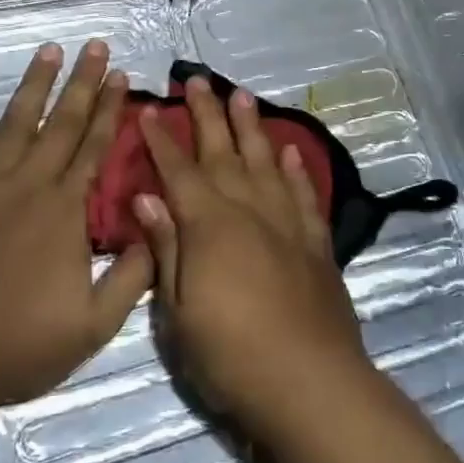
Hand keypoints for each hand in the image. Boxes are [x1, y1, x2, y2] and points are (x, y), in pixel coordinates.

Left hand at [0, 41, 153, 420]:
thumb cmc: (16, 347)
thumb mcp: (93, 325)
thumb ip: (131, 277)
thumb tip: (155, 232)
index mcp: (63, 212)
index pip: (93, 149)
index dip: (110, 111)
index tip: (122, 76)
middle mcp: (24, 187)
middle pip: (59, 125)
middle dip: (82, 83)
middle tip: (96, 46)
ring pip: (12, 126)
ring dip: (32, 87)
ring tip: (48, 51)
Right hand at [133, 76, 371, 439]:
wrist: (309, 382)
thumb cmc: (230, 354)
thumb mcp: (180, 310)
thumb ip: (166, 248)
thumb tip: (147, 198)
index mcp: (209, 226)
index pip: (179, 172)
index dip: (161, 141)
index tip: (148, 111)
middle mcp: (249, 211)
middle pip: (224, 152)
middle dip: (207, 115)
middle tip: (198, 80)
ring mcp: (287, 224)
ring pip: (266, 162)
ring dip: (252, 127)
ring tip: (243, 95)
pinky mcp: (316, 242)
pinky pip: (303, 194)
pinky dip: (295, 169)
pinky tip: (289, 151)